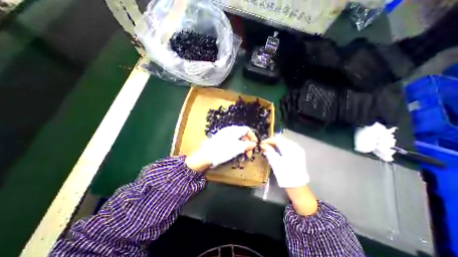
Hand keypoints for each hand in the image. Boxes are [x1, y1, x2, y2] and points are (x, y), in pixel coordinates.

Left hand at [186, 127, 257, 172]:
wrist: (206, 155)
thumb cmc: (222, 151)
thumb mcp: (237, 148)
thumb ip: (247, 145)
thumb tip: (254, 144)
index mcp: (234, 130)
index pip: (247, 130)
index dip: (253, 137)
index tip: (255, 145)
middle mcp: (230, 130)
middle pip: (243, 134)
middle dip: (248, 143)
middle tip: (249, 153)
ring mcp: (225, 134)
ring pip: (238, 138)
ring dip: (243, 145)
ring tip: (243, 154)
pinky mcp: (221, 139)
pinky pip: (232, 140)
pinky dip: (237, 146)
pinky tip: (236, 152)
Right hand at [259, 137, 316, 214]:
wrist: (297, 186)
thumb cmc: (285, 174)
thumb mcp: (275, 162)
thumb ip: (269, 151)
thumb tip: (262, 144)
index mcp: (290, 149)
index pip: (278, 140)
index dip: (269, 140)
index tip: (261, 143)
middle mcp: (296, 147)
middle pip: (282, 140)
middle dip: (272, 142)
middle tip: (264, 146)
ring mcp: (298, 150)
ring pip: (285, 142)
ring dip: (276, 144)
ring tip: (269, 148)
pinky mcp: (299, 154)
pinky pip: (288, 146)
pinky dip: (281, 147)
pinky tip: (277, 150)